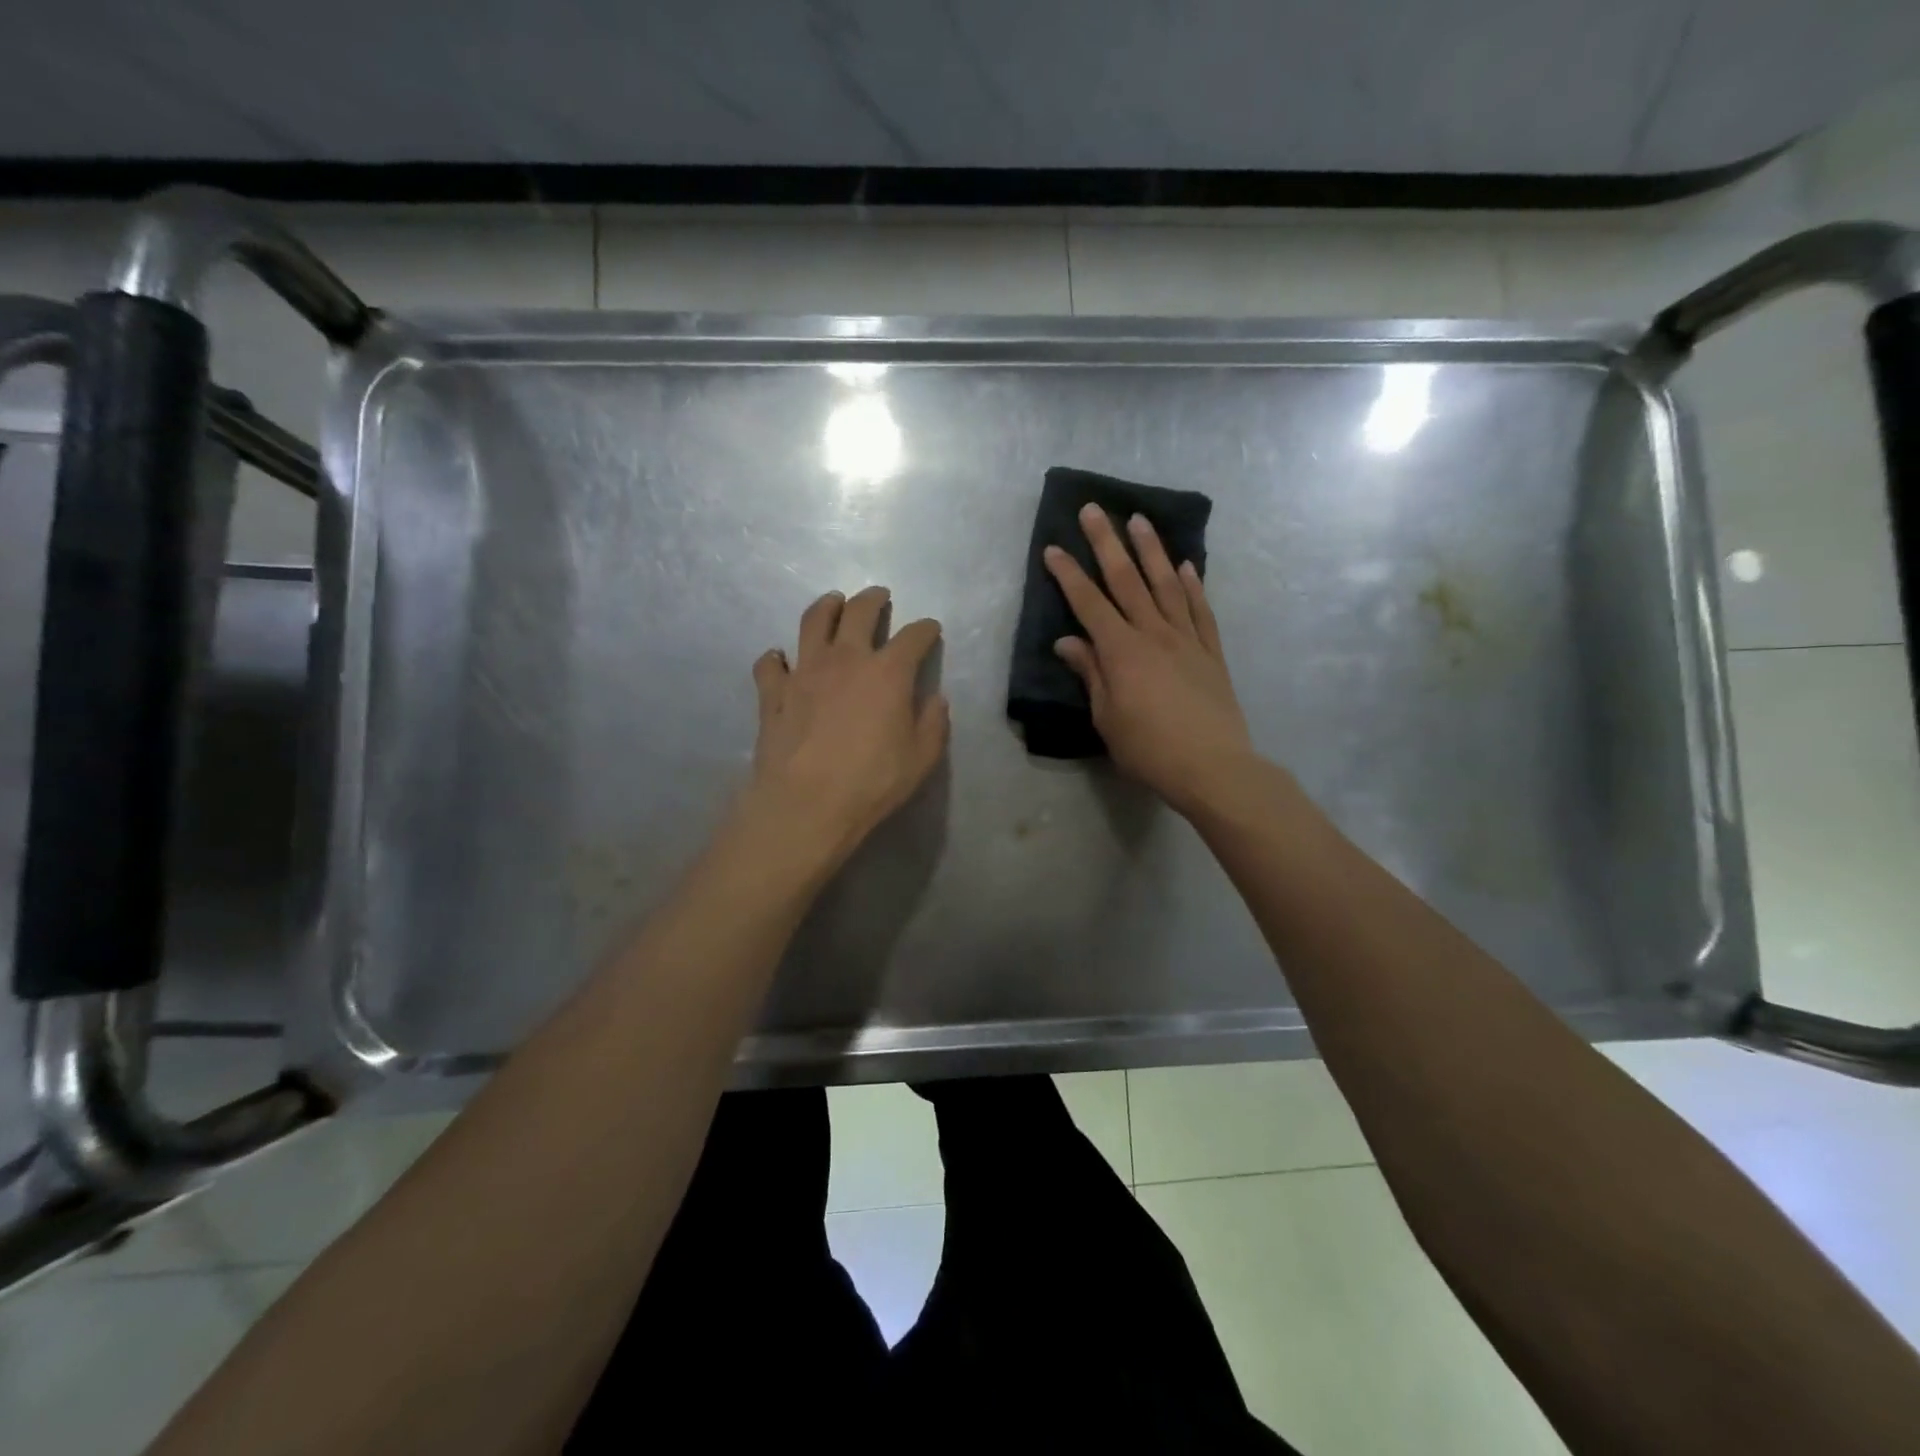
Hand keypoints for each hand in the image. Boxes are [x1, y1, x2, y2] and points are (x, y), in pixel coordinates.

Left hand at [744, 585, 948, 869]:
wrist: (806, 804)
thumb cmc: (872, 782)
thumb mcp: (921, 759)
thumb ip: (933, 724)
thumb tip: (935, 699)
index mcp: (887, 673)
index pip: (913, 637)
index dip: (925, 629)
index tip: (930, 629)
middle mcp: (845, 659)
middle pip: (858, 612)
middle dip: (872, 599)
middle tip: (878, 596)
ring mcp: (804, 672)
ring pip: (812, 622)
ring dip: (825, 607)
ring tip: (832, 602)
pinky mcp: (774, 693)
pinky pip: (770, 664)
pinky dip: (776, 657)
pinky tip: (780, 659)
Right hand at [1045, 505, 1255, 816]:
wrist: (1213, 766)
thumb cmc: (1149, 749)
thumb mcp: (1107, 717)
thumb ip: (1091, 673)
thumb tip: (1068, 642)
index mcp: (1121, 651)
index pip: (1089, 604)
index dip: (1068, 575)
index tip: (1052, 549)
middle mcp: (1153, 633)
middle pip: (1126, 580)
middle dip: (1106, 543)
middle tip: (1094, 509)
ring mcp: (1187, 639)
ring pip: (1166, 584)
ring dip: (1151, 550)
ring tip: (1139, 519)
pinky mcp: (1211, 652)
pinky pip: (1200, 610)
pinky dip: (1193, 585)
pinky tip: (1186, 566)